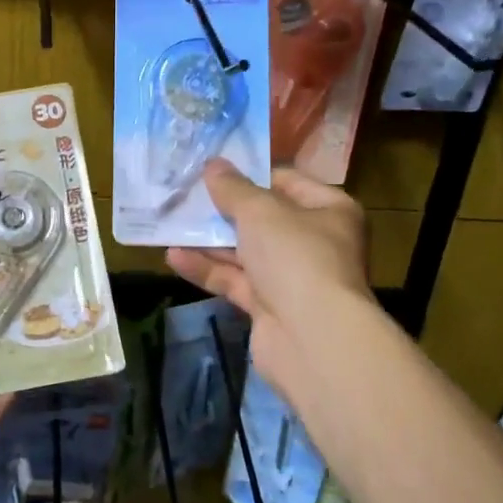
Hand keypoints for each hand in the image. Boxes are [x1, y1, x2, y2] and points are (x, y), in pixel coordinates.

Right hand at [166, 160, 374, 395]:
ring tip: (171, 223)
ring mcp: (292, 277)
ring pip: (245, 252)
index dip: (252, 175)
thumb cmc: (295, 257)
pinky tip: (173, 257)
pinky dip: (207, 269)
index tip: (215, 170)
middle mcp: (315, 242)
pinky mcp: (269, 306)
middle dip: (225, 210)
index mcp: (330, 211)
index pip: (289, 182)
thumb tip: (214, 165)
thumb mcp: (260, 211)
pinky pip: (234, 280)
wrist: (312, 338)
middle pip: (264, 219)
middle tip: (186, 195)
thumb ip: (233, 188)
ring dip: (210, 240)